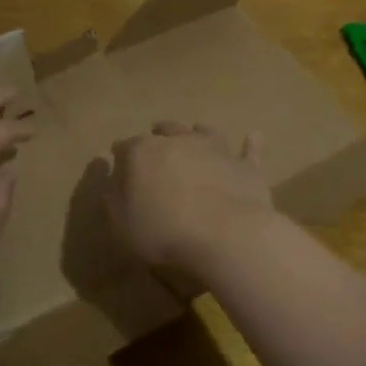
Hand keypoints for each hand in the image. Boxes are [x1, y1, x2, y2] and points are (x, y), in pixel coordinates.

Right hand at [104, 121, 273, 277]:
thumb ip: (114, 200)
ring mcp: (215, 149)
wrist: (225, 234)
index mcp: (143, 152)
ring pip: (203, 131)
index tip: (118, 161)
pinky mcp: (244, 166)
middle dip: (158, 136)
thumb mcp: (123, 223)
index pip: (125, 147)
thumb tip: (110, 184)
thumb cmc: (164, 230)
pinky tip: (254, 136)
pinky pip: (248, 150)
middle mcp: (178, 141)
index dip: (120, 155)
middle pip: (165, 131)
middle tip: (155, 141)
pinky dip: (250, 143)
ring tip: (195, 131)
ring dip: (196, 132)